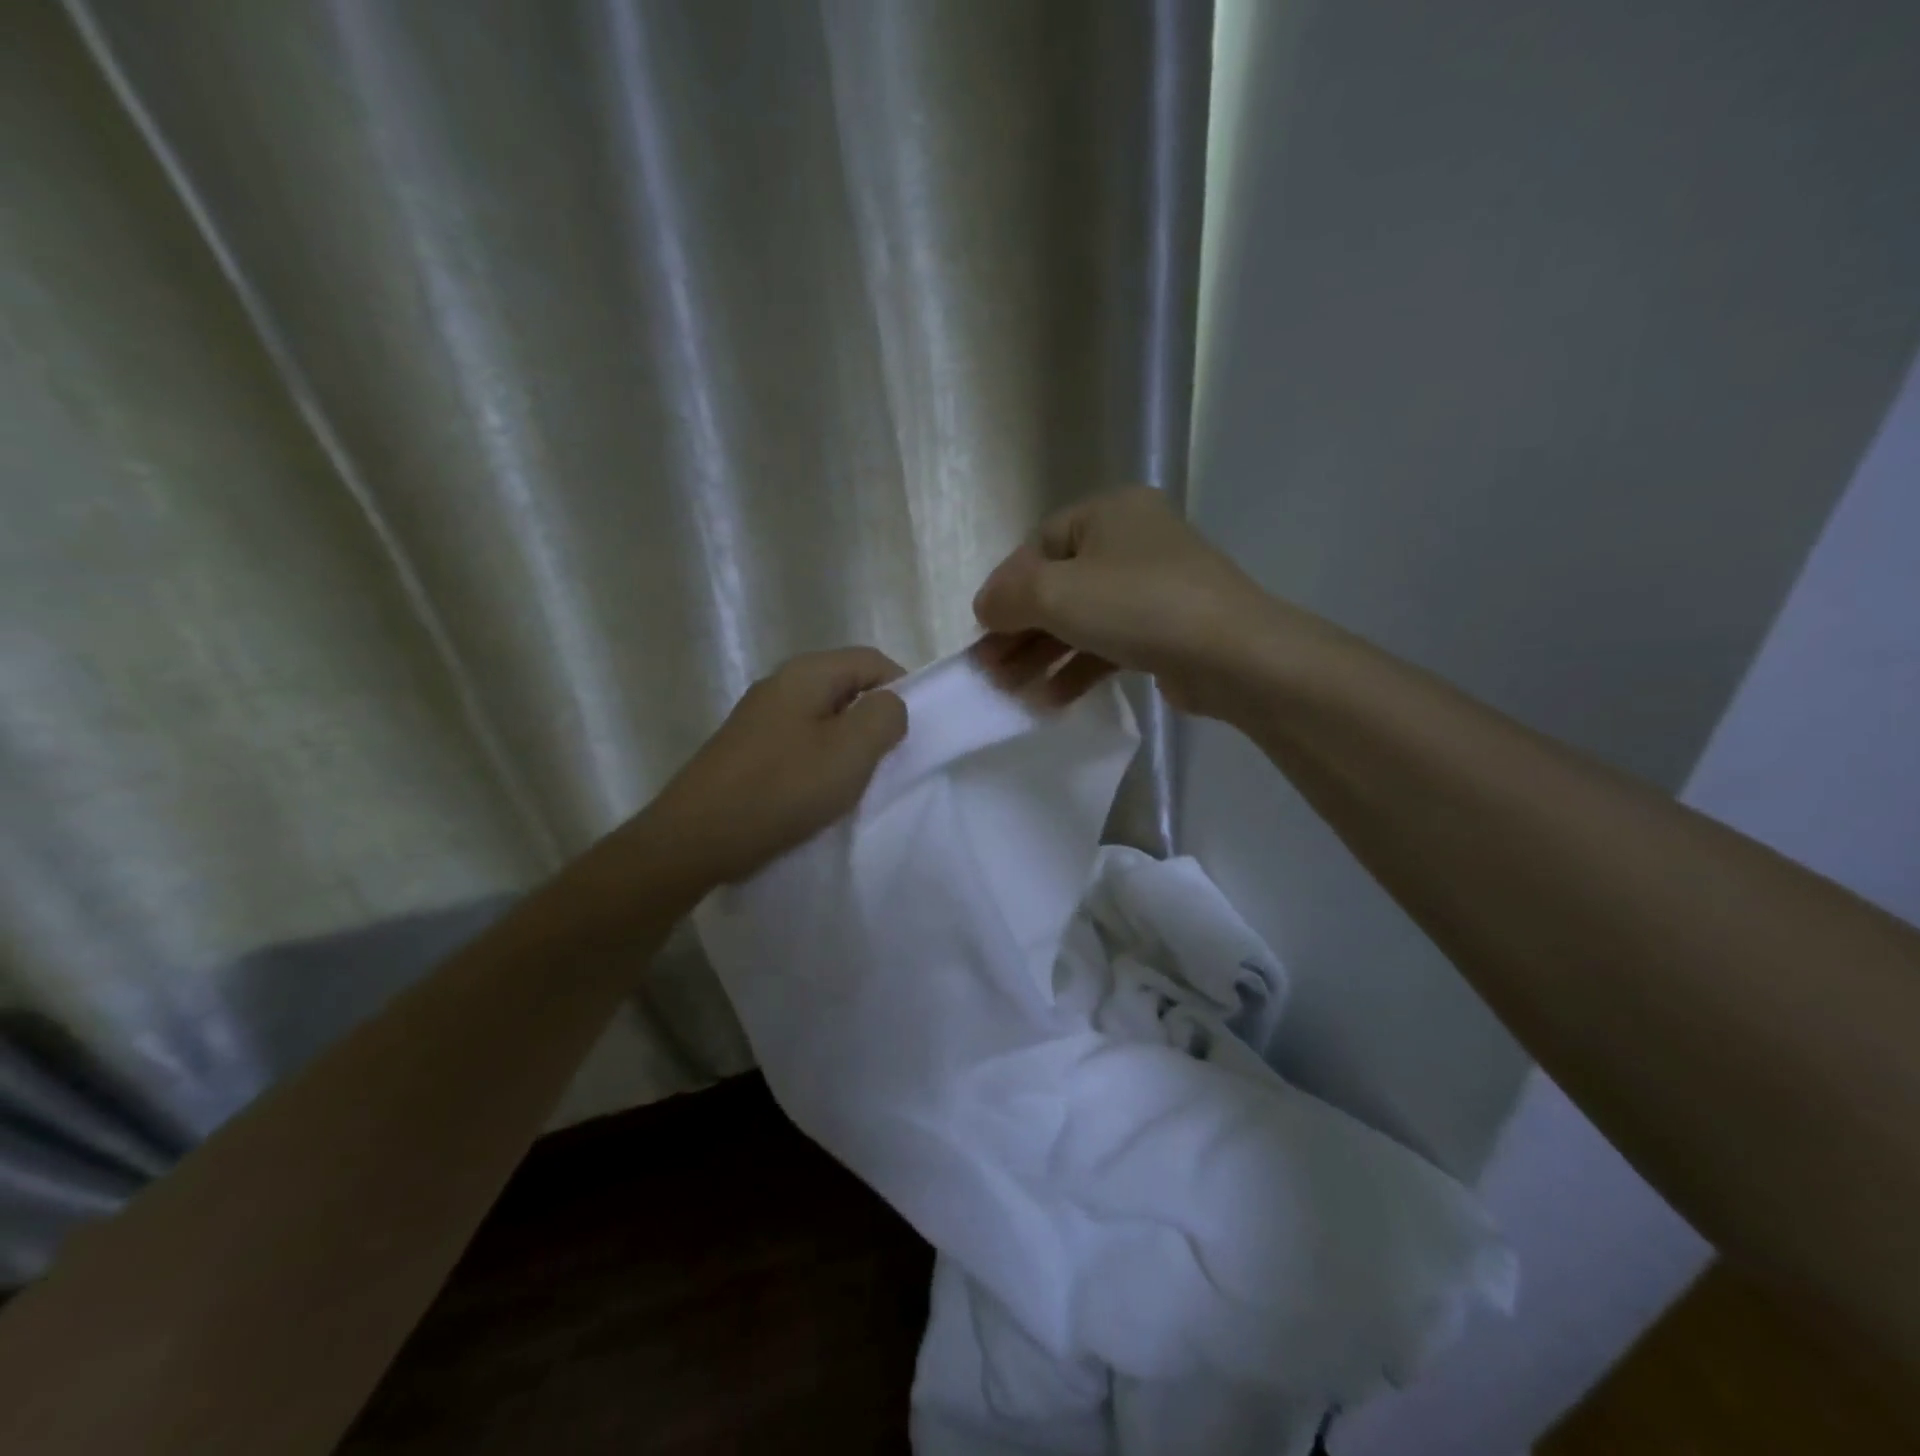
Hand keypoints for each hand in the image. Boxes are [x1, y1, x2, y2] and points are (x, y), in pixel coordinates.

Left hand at [646, 648, 908, 884]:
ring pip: (823, 717)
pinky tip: (818, 793)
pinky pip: (799, 742)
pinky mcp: (747, 749)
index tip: (912, 733)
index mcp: (806, 673)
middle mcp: (780, 685)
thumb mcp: (851, 751)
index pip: (872, 660)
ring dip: (847, 744)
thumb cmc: (783, 789)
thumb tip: (890, 705)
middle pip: (846, 687)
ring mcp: (759, 717)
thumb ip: (885, 717)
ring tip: (854, 781)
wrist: (697, 837)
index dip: (902, 688)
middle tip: (886, 760)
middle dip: (873, 720)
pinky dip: (819, 761)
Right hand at [971, 487, 1273, 717]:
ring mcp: (1152, 587)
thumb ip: (1009, 596)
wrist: (1233, 655)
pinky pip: (1107, 644)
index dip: (1005, 589)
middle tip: (989, 670)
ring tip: (1011, 691)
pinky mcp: (1165, 629)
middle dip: (1019, 631)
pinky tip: (1051, 700)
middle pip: (1058, 587)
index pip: (1038, 547)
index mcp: (1108, 512)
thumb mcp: (1057, 593)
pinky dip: (1077, 669)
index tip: (981, 630)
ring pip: (1081, 620)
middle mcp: (1131, 542)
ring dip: (1043, 656)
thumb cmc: (1138, 606)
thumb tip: (985, 606)